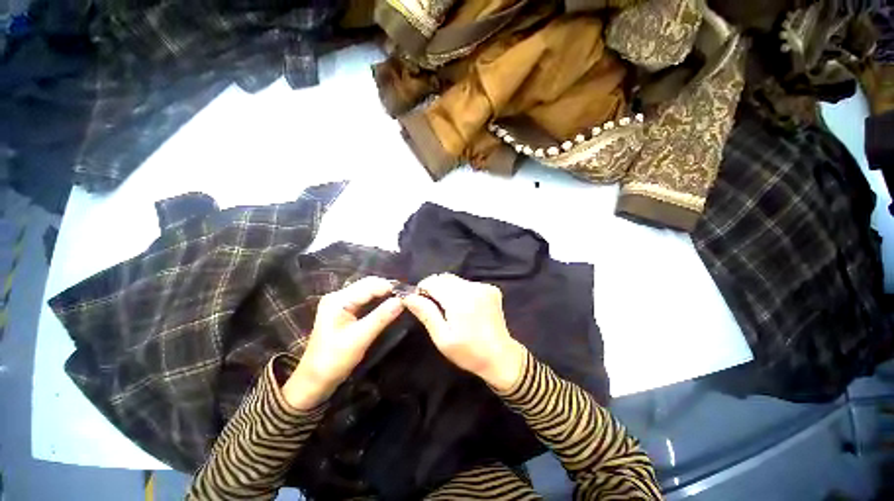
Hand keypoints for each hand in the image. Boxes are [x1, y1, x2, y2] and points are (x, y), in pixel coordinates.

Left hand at [283, 277, 403, 409]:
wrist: (314, 380)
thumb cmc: (334, 360)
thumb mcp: (359, 338)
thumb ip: (381, 317)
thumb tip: (401, 300)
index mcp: (338, 300)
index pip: (369, 285)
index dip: (389, 287)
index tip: (408, 294)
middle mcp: (338, 296)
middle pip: (368, 285)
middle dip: (387, 289)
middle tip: (406, 297)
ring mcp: (340, 302)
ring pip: (368, 291)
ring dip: (384, 294)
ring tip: (401, 300)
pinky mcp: (344, 310)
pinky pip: (365, 299)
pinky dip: (378, 301)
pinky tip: (388, 306)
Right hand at [402, 274, 525, 390]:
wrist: (501, 357)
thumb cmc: (469, 352)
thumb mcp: (442, 337)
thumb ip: (426, 313)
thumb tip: (408, 296)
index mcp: (460, 299)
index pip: (433, 281)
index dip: (422, 289)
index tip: (420, 302)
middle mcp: (473, 287)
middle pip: (444, 278)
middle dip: (434, 288)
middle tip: (433, 308)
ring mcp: (484, 286)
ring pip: (455, 280)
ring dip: (446, 289)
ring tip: (448, 309)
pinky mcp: (491, 288)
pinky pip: (467, 283)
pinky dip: (459, 291)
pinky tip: (463, 307)